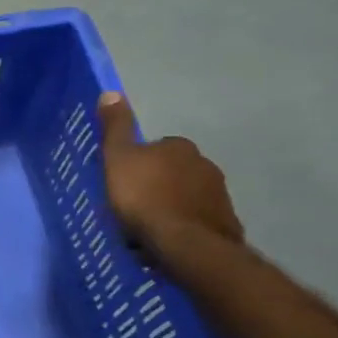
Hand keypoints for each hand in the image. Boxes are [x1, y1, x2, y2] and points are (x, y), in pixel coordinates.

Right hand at [97, 93, 243, 249]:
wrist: (186, 244)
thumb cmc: (145, 197)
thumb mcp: (117, 159)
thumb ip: (115, 128)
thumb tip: (111, 92)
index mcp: (178, 147)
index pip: (156, 148)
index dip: (139, 164)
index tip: (124, 183)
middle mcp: (205, 164)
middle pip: (174, 172)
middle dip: (158, 185)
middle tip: (134, 207)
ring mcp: (219, 195)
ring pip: (187, 197)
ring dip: (171, 207)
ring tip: (149, 229)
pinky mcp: (226, 224)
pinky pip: (198, 221)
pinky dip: (184, 227)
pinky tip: (168, 242)